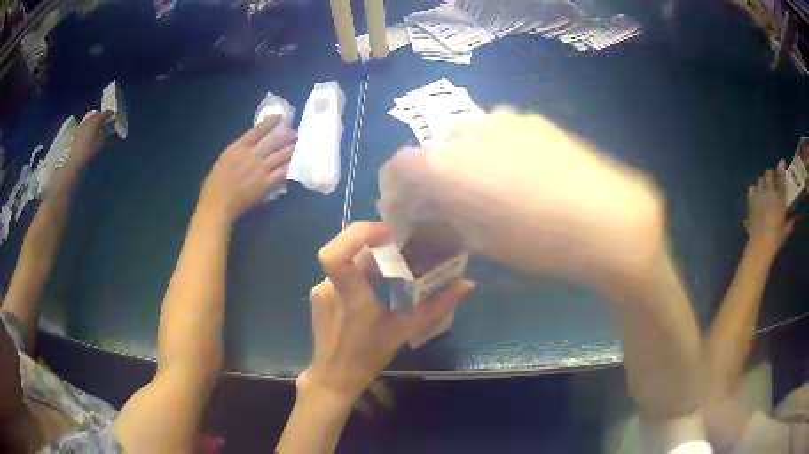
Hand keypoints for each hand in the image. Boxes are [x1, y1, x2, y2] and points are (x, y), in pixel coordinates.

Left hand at [62, 110, 111, 174]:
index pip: (104, 114)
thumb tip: (109, 129)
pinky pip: (84, 123)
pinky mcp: (76, 130)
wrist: (75, 160)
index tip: (112, 115)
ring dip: (93, 119)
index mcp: (95, 121)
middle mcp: (88, 120)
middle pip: (96, 114)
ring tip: (96, 124)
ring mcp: (81, 124)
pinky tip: (88, 130)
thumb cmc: (89, 152)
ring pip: (89, 117)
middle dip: (100, 116)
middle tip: (104, 120)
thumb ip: (105, 134)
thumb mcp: (100, 143)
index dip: (109, 114)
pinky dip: (87, 124)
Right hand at [199, 115, 294, 222]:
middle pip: (273, 141)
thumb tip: (251, 147)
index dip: (270, 122)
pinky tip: (295, 167)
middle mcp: (251, 155)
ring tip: (298, 147)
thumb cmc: (214, 185)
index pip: (257, 130)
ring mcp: (260, 169)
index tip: (279, 117)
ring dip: (291, 150)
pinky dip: (288, 169)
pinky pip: (281, 174)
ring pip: (280, 156)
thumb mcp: (224, 160)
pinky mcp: (265, 183)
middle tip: (295, 133)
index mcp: (237, 148)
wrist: (217, 205)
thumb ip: (237, 152)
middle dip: (286, 135)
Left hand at [299, 222, 472, 402]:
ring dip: (369, 254)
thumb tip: (466, 284)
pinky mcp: (319, 293)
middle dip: (374, 238)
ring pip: (346, 259)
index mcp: (350, 297)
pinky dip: (360, 269)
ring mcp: (320, 289)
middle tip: (400, 242)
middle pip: (346, 247)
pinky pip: (341, 271)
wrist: (333, 375)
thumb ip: (436, 307)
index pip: (335, 254)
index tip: (388, 234)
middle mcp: (329, 287)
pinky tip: (376, 283)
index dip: (359, 234)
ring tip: (394, 261)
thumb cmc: (367, 357)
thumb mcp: (403, 332)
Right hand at [380, 109, 665, 288]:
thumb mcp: (480, 240)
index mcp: (442, 165)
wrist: (604, 216)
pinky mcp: (528, 118)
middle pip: (431, 153)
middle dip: (433, 180)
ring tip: (493, 190)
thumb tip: (427, 210)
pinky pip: (496, 133)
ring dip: (466, 164)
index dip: (396, 193)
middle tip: (453, 207)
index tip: (409, 214)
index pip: (396, 168)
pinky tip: (522, 173)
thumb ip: (443, 218)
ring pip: (465, 140)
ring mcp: (498, 119)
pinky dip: (494, 152)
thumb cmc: (537, 240)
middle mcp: (462, 131)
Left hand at [746, 160, 794, 251]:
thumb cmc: (776, 239)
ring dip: (763, 182)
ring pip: (760, 179)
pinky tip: (757, 196)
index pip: (781, 177)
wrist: (761, 244)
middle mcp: (770, 191)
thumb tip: (796, 217)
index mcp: (780, 197)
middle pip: (769, 173)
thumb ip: (791, 222)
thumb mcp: (786, 230)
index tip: (782, 162)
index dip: (781, 167)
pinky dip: (755, 190)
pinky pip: (752, 188)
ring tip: (765, 189)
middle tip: (773, 182)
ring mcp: (759, 194)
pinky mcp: (751, 201)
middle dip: (771, 175)